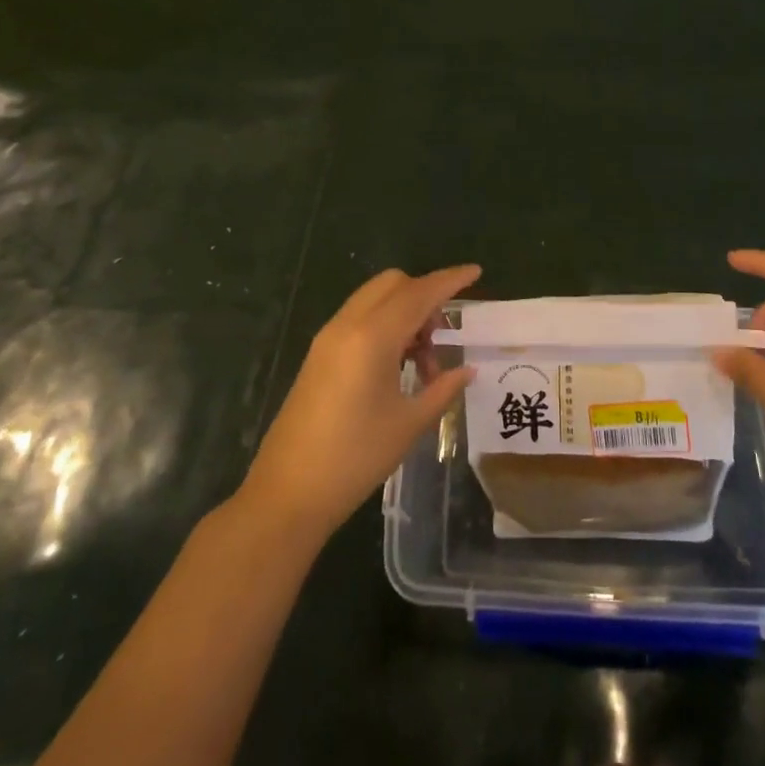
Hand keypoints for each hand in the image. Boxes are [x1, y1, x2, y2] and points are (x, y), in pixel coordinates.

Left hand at [242, 264, 479, 539]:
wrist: (287, 494)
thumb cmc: (355, 458)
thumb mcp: (409, 424)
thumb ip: (442, 389)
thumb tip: (467, 370)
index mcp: (372, 337)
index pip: (419, 293)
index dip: (450, 280)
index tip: (476, 271)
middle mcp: (348, 325)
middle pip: (393, 284)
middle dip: (425, 295)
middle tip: (443, 335)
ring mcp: (328, 338)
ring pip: (375, 299)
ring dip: (404, 312)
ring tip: (423, 362)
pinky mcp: (319, 354)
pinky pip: (359, 318)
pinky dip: (384, 324)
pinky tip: (397, 365)